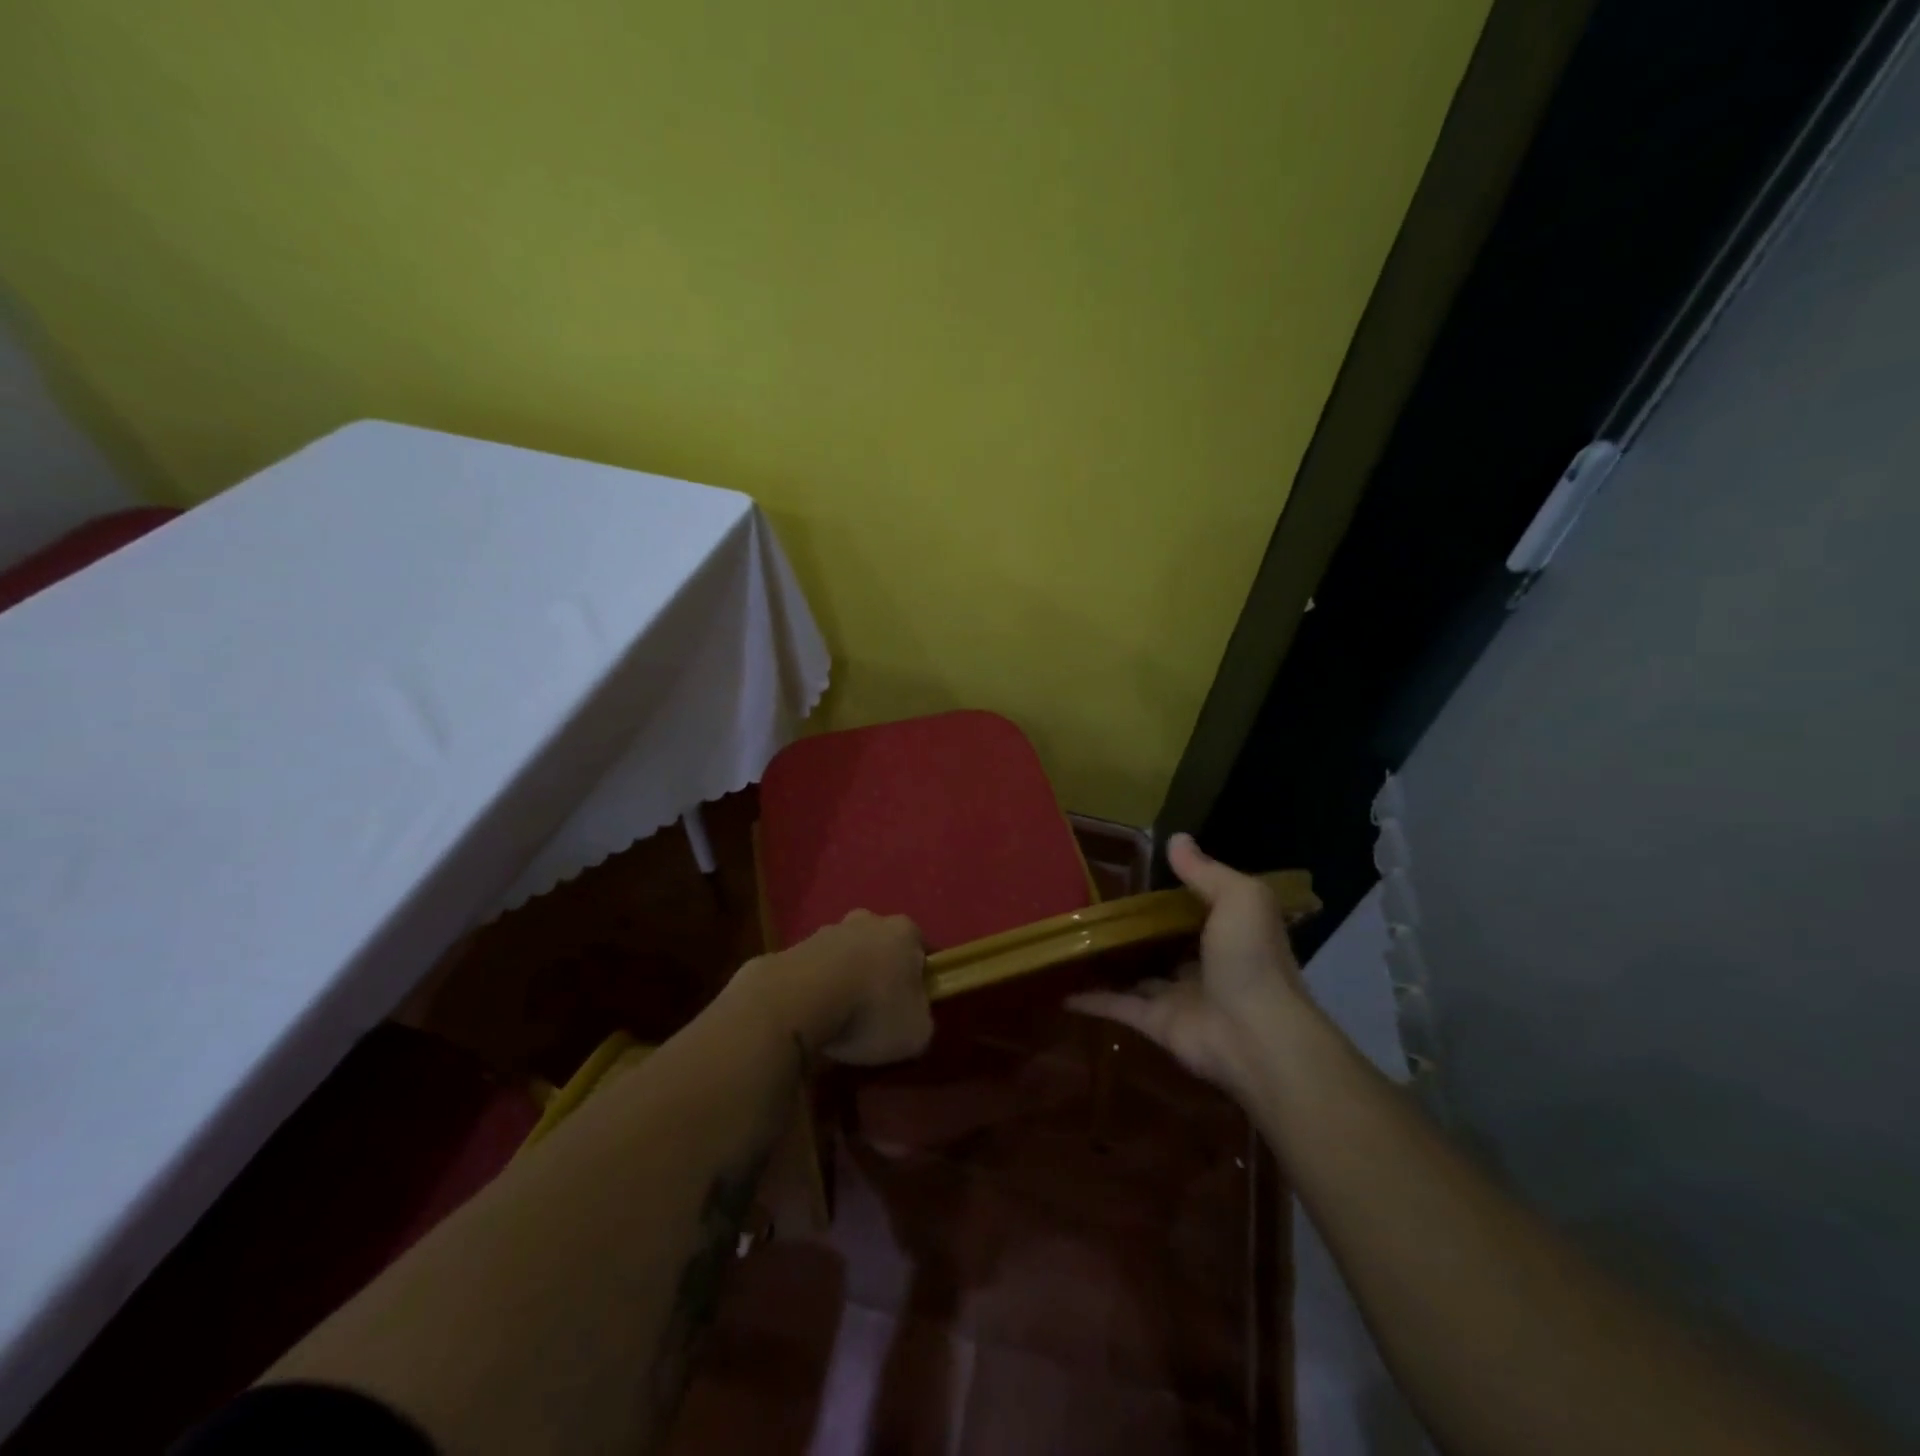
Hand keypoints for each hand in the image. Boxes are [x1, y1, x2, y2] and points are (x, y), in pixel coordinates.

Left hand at [745, 910, 932, 1065]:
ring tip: (839, 1019)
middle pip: (880, 947)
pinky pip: (814, 971)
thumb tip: (913, 1016)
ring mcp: (826, 931)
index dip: (919, 980)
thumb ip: (922, 1019)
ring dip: (845, 979)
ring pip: (845, 956)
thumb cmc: (870, 1011)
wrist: (798, 1000)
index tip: (911, 1008)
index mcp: (904, 932)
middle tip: (875, 1012)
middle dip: (879, 974)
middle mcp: (867, 920)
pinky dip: (816, 989)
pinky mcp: (793, 948)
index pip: (921, 951)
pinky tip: (813, 1017)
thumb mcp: (916, 1032)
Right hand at [1068, 833, 1305, 1090]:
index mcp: (1228, 933)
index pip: (1197, 908)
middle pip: (1163, 942)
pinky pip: (1117, 1006)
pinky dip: (1090, 999)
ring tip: (1072, 939)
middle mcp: (1204, 963)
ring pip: (1137, 974)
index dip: (1171, 892)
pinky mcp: (1155, 1023)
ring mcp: (1178, 995)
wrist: (1255, 1034)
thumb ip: (1204, 871)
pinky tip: (1061, 987)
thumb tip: (1176, 838)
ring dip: (1111, 962)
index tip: (1136, 873)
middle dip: (1137, 928)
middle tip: (1093, 903)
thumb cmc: (1251, 958)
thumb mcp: (1239, 898)